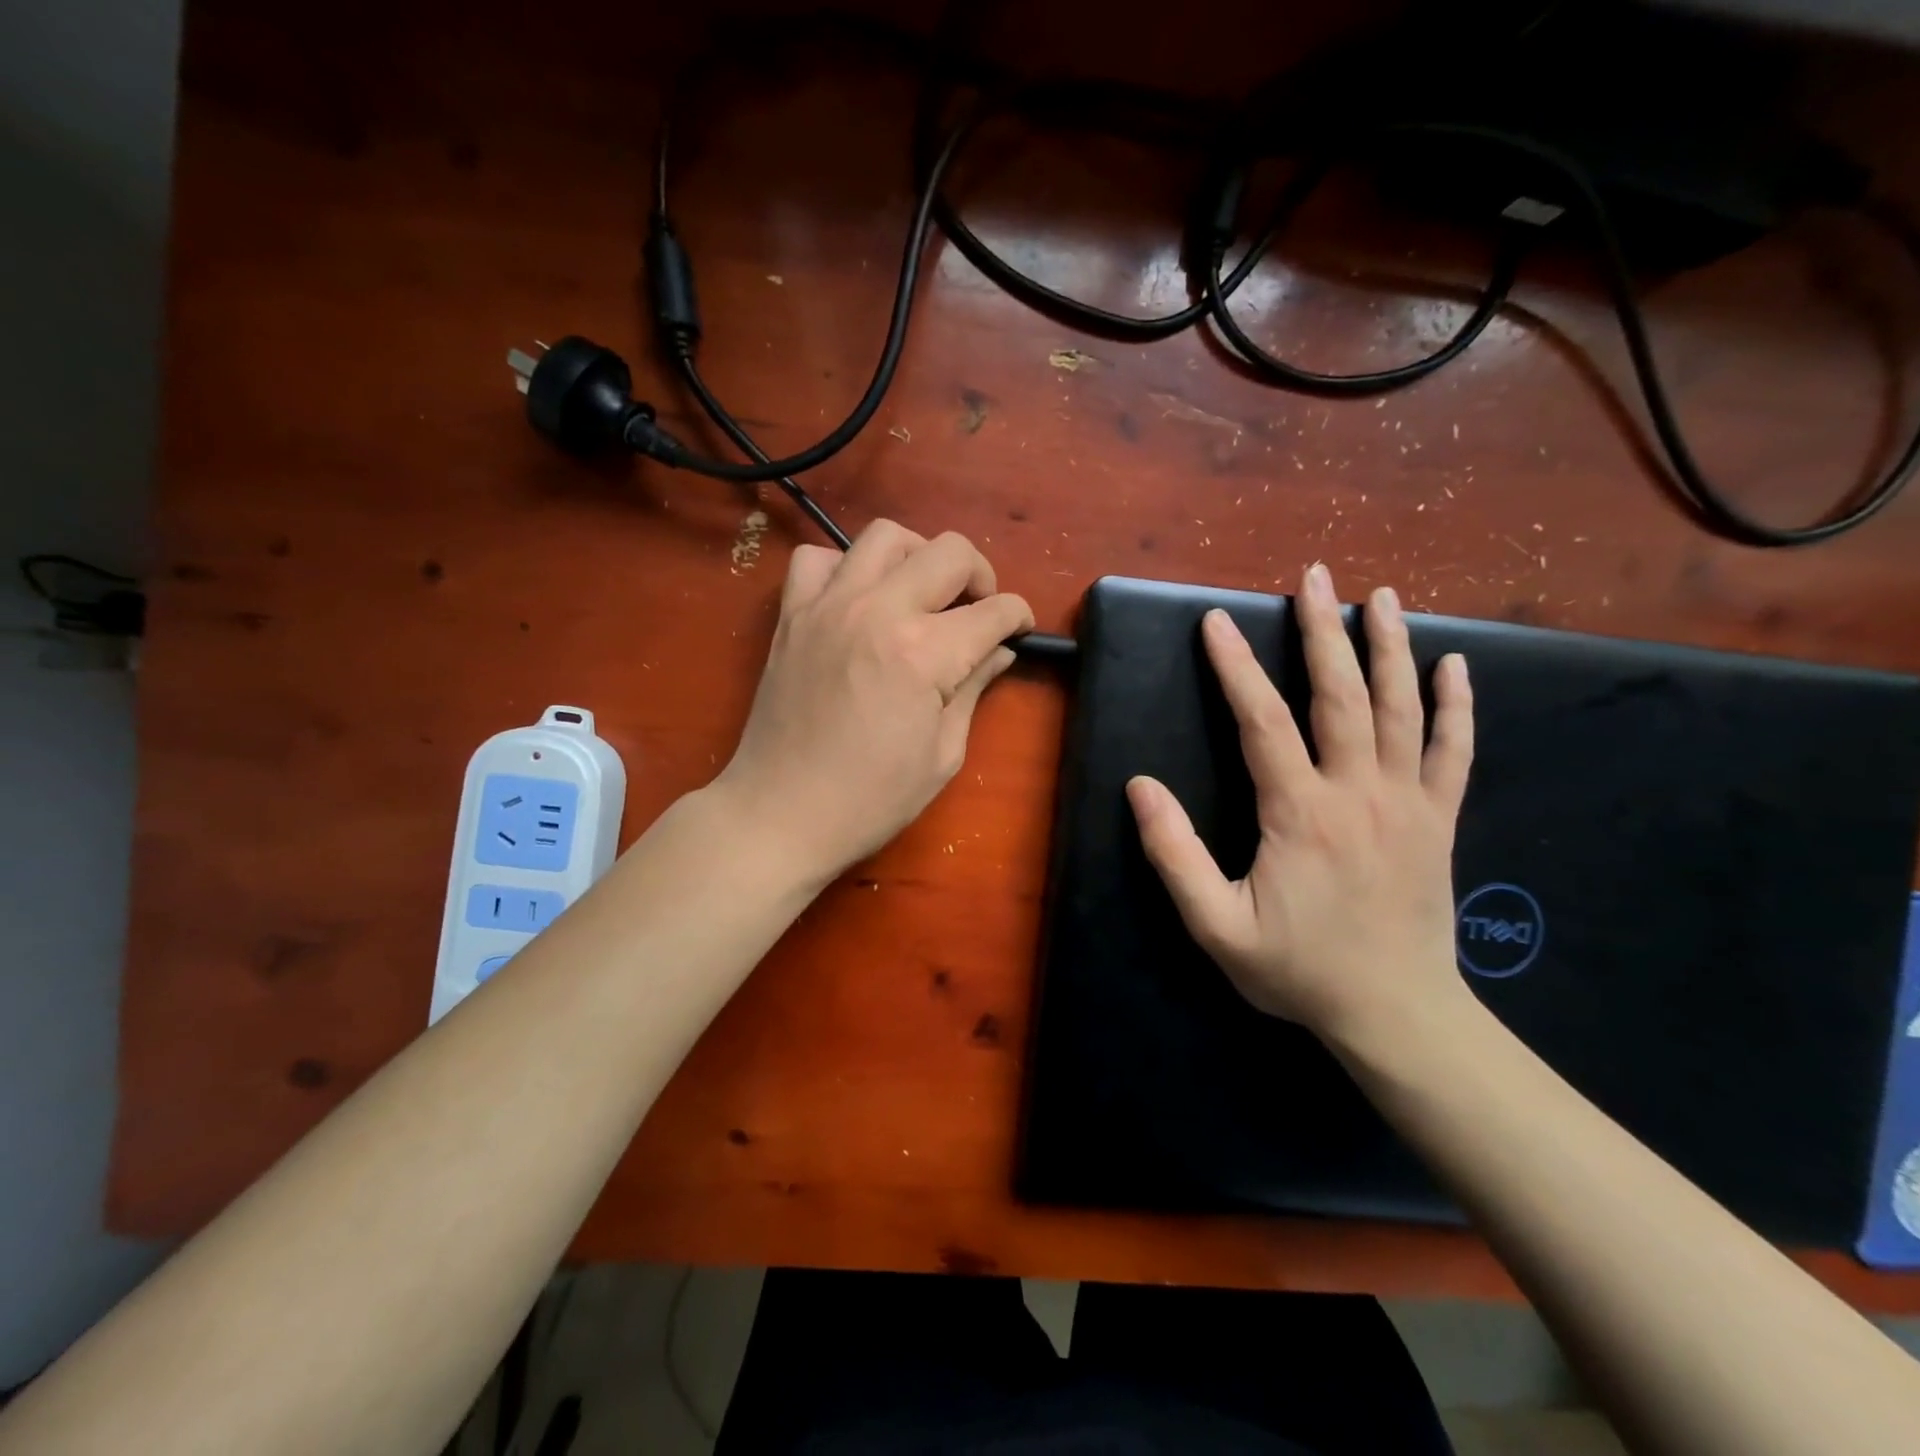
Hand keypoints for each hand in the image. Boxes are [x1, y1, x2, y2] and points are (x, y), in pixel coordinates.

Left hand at [715, 520, 1032, 885]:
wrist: (780, 814)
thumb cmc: (870, 800)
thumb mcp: (942, 755)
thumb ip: (974, 689)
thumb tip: (999, 652)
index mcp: (924, 653)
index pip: (993, 611)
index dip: (1019, 617)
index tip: (1020, 631)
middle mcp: (879, 611)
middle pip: (950, 552)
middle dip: (981, 575)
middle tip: (979, 610)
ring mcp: (829, 606)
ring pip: (886, 536)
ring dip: (918, 556)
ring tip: (922, 593)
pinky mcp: (792, 614)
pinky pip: (818, 558)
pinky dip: (845, 566)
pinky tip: (858, 599)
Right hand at [1126, 562, 1474, 1051]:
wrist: (1396, 1015)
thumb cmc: (1298, 971)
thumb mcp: (1216, 926)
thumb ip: (1174, 854)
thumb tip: (1141, 787)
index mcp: (1300, 814)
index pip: (1262, 722)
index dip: (1236, 668)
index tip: (1217, 622)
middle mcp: (1358, 793)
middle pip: (1341, 696)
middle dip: (1322, 631)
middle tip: (1313, 576)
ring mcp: (1408, 803)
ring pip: (1402, 709)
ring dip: (1389, 648)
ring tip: (1381, 596)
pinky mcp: (1438, 821)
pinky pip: (1454, 752)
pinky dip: (1455, 706)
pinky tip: (1454, 666)